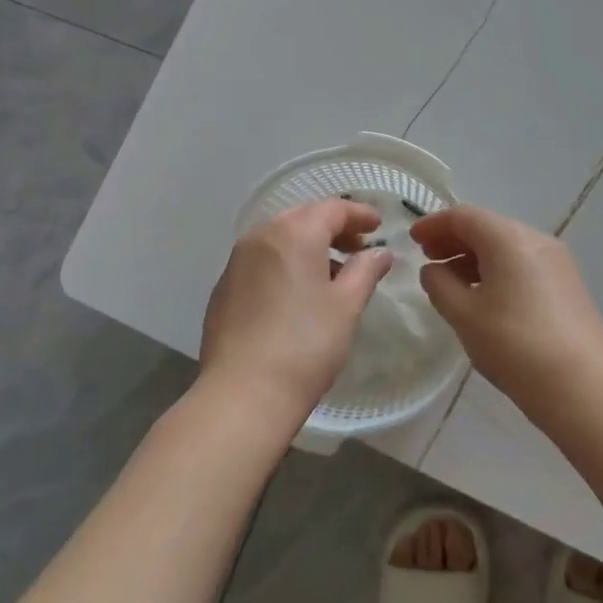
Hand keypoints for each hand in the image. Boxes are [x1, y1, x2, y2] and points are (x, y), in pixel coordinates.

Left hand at [198, 198, 394, 428]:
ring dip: (308, 246)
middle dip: (333, 227)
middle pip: (303, 217)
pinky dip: (284, 263)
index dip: (359, 214)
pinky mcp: (224, 287)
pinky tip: (297, 293)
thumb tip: (379, 253)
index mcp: (294, 233)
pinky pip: (261, 260)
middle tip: (358, 248)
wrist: (243, 393)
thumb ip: (365, 271)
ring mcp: (237, 261)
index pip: (332, 209)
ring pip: (279, 238)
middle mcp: (261, 236)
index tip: (378, 226)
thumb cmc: (305, 345)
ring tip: (332, 273)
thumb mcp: (346, 306)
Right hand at [409, 205, 602, 416]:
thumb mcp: (464, 315)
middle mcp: (535, 239)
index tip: (412, 240)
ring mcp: (557, 262)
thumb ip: (439, 285)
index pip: (463, 216)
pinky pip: (524, 264)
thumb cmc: (514, 344)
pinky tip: (486, 297)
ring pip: (506, 247)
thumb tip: (433, 270)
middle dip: (454, 240)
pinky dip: (497, 270)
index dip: (433, 224)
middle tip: (429, 260)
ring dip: (475, 257)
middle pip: (487, 227)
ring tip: (452, 282)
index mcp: (508, 238)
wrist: (584, 387)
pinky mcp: (568, 286)